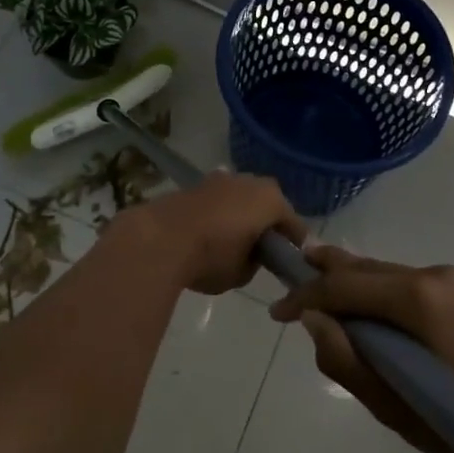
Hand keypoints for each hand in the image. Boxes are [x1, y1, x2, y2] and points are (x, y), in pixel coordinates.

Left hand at [116, 171, 305, 295]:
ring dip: (241, 214)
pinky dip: (219, 213)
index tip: (292, 260)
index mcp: (270, 200)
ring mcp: (220, 179)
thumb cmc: (211, 257)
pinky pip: (218, 200)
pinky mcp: (195, 185)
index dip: (295, 244)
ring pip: (241, 198)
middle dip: (267, 222)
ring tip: (234, 239)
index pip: (293, 224)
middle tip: (264, 248)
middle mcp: (249, 182)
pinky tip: (210, 232)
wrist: (159, 239)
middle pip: (268, 203)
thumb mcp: (242, 273)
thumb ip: (254, 262)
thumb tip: (249, 254)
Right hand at [269, 244, 453, 452]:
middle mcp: (431, 275)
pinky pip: (402, 283)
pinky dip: (374, 291)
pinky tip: (362, 306)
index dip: (306, 295)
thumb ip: (348, 362)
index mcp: (417, 298)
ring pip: (383, 272)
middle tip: (288, 280)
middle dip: (324, 274)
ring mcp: (449, 280)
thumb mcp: (397, 408)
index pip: (345, 285)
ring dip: (349, 281)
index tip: (276, 312)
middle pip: (364, 268)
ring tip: (316, 289)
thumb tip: (312, 320)